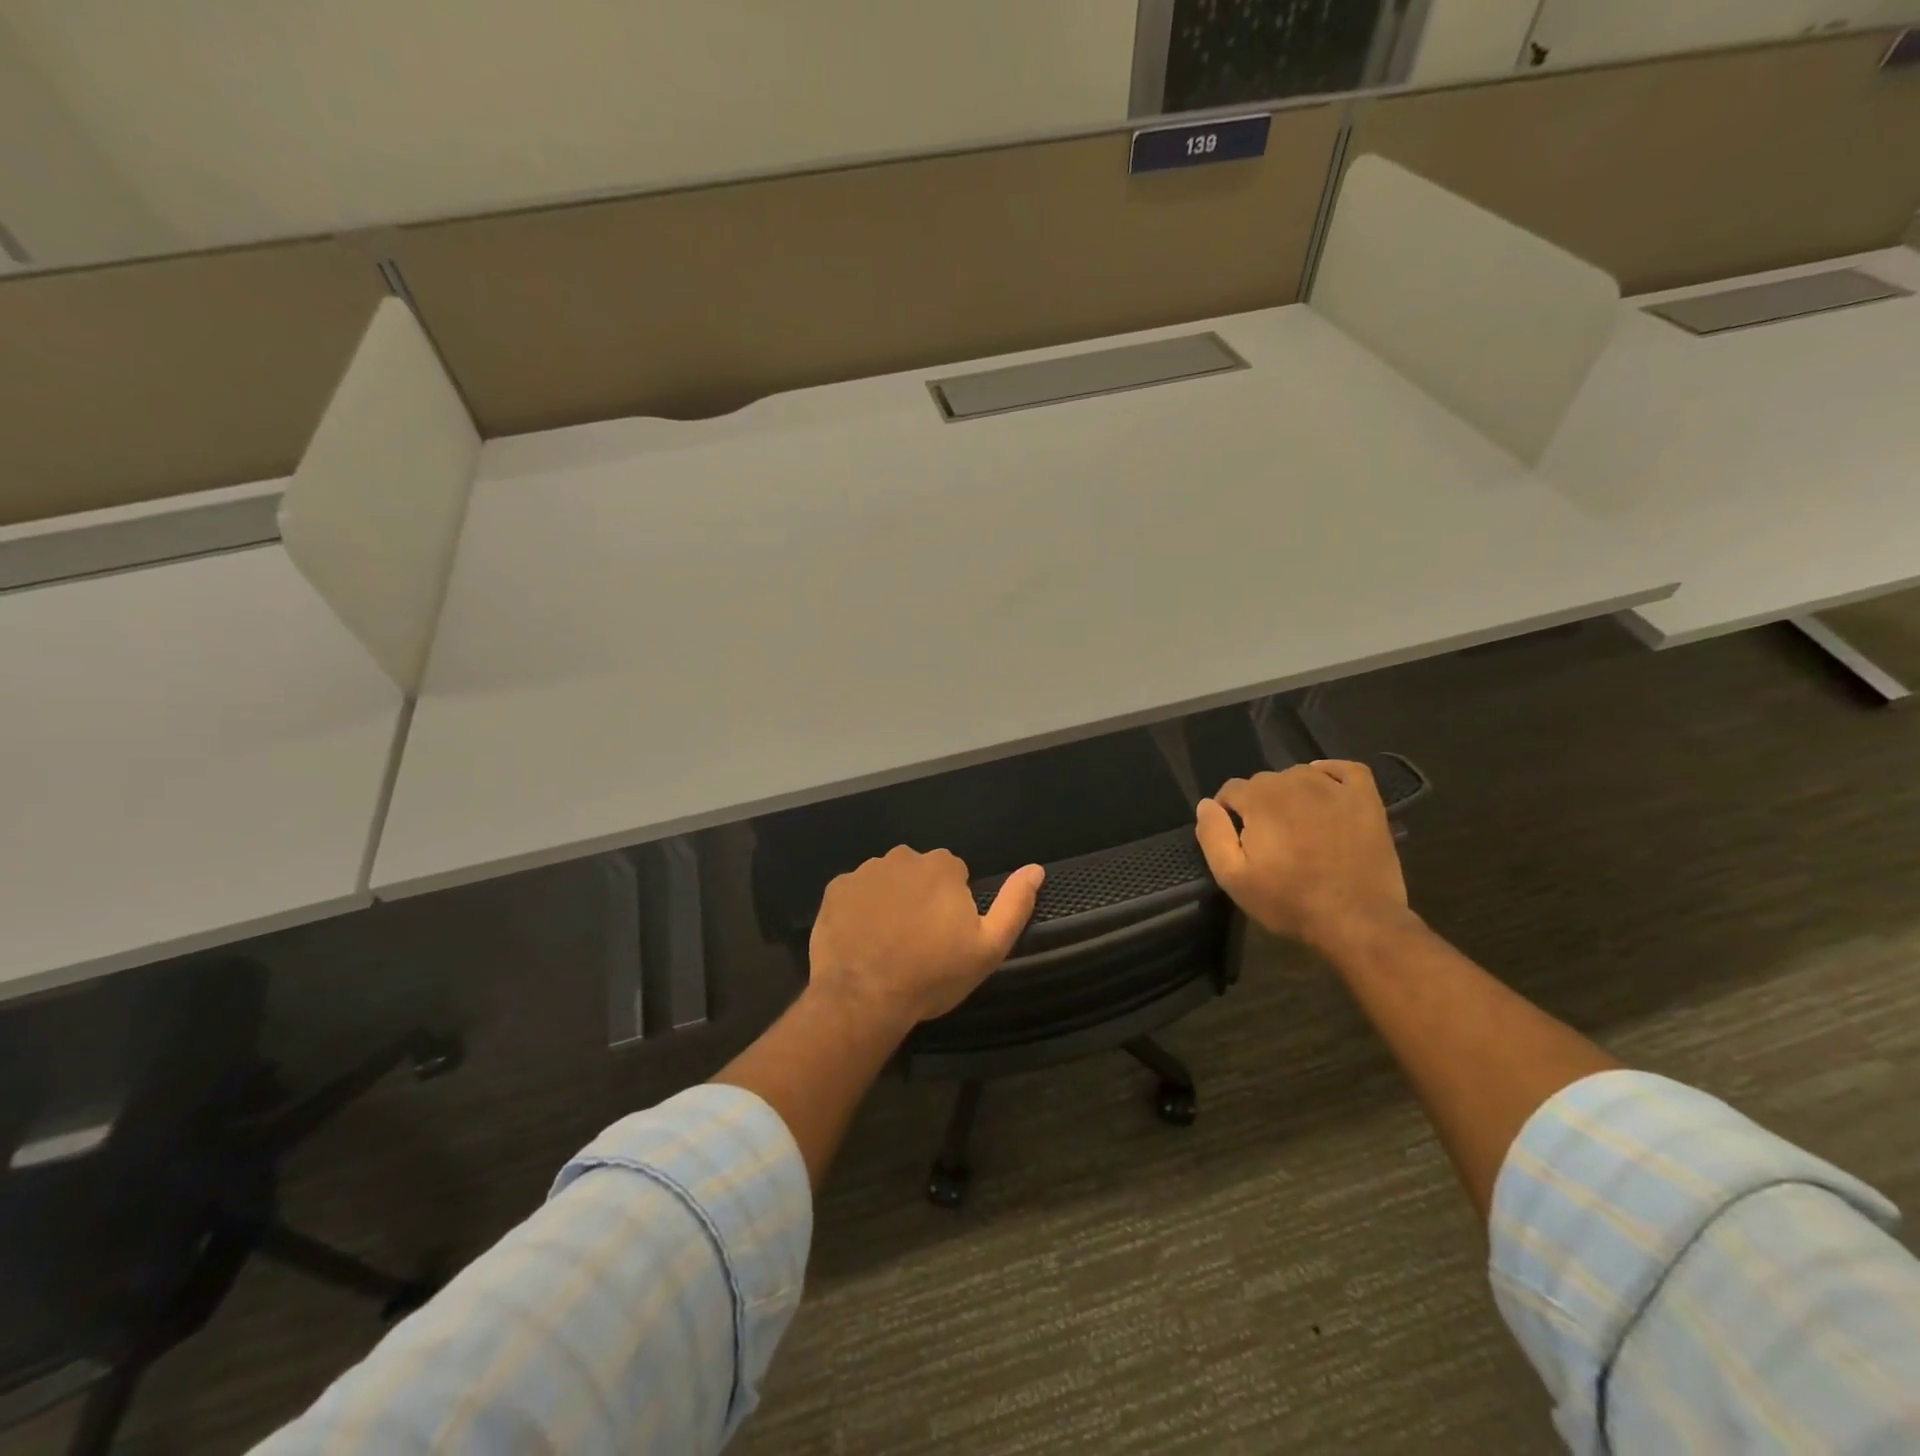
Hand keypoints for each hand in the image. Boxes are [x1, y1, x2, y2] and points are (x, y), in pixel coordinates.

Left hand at [808, 846, 1044, 1031]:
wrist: (864, 997)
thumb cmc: (932, 974)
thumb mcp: (988, 947)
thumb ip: (1015, 904)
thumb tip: (1035, 869)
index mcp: (942, 866)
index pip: (954, 875)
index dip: (953, 906)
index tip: (946, 936)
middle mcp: (903, 857)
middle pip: (918, 873)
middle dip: (920, 898)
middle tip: (917, 942)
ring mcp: (865, 871)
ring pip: (886, 881)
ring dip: (890, 902)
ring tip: (888, 944)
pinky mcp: (835, 889)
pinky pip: (855, 893)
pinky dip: (859, 909)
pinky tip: (861, 940)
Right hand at [1194, 762, 1409, 953]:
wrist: (1357, 922)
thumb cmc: (1289, 901)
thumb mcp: (1233, 877)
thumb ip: (1213, 835)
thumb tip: (1206, 805)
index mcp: (1261, 799)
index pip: (1231, 790)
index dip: (1227, 813)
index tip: (1236, 840)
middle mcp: (1296, 783)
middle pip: (1264, 781)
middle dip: (1258, 804)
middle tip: (1266, 840)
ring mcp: (1335, 789)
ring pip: (1299, 775)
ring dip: (1290, 793)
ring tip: (1295, 825)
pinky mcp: (1366, 800)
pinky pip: (1346, 769)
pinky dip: (1331, 773)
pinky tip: (1325, 789)